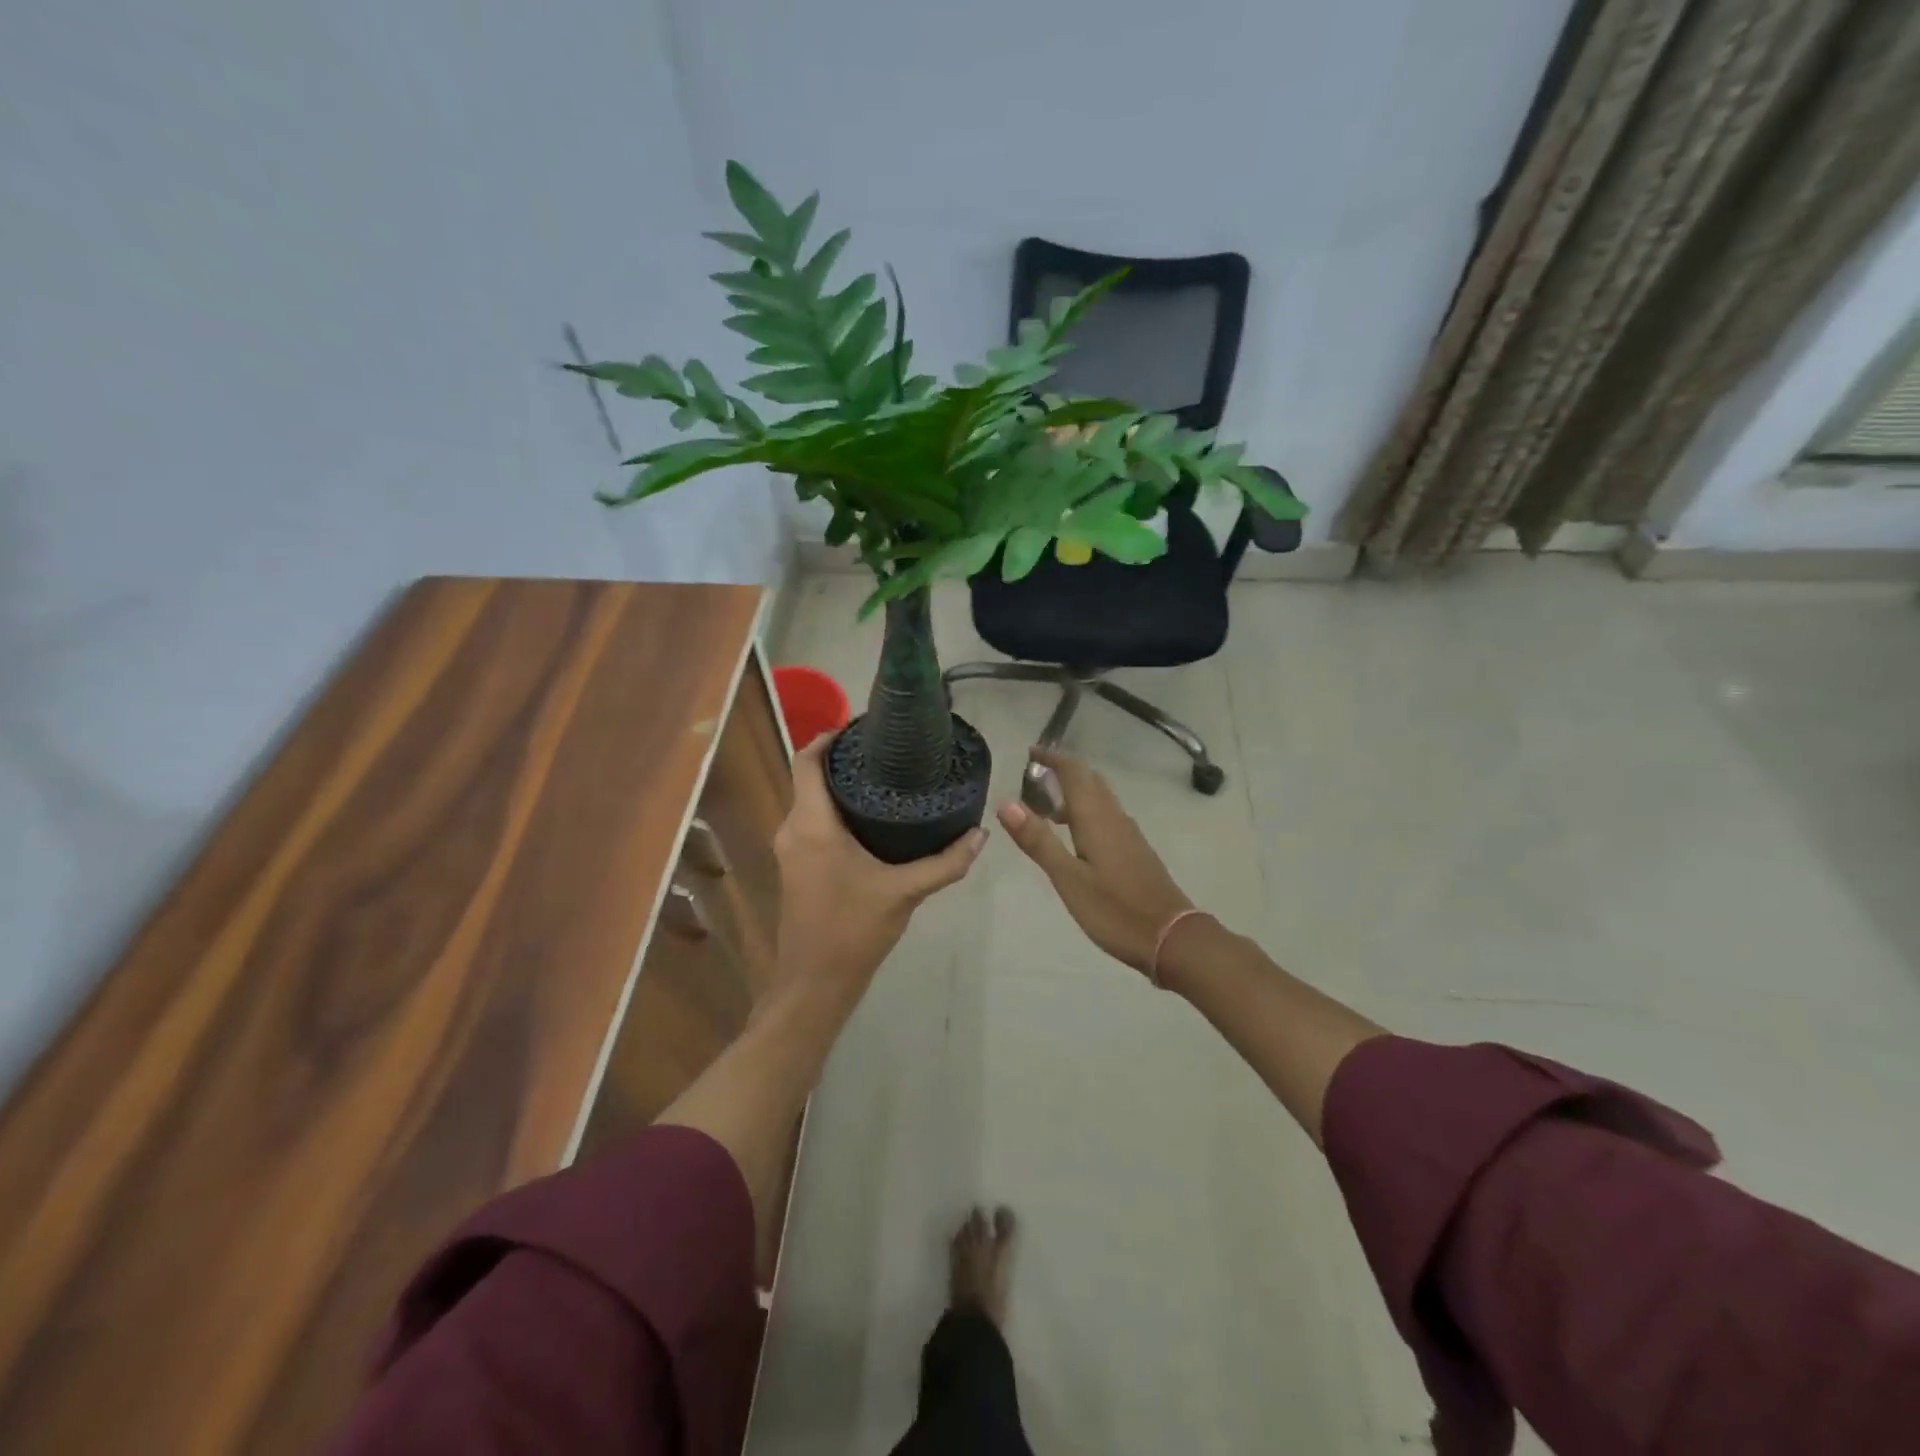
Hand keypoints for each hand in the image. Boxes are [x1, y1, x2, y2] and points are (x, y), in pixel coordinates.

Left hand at [773, 737, 986, 1004]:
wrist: (814, 984)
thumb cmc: (854, 930)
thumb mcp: (905, 892)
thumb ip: (945, 862)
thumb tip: (980, 834)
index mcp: (812, 825)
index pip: (807, 761)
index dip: (829, 737)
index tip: (863, 726)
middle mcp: (792, 828)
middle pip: (808, 777)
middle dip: (842, 759)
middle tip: (887, 751)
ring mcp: (789, 848)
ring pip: (810, 800)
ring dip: (838, 785)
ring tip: (884, 777)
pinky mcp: (794, 864)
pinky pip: (810, 821)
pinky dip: (833, 809)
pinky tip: (869, 816)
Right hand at [996, 748, 1193, 974]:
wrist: (1172, 938)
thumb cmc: (1114, 909)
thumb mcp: (1068, 878)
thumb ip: (1038, 840)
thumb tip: (1006, 802)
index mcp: (1096, 818)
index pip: (1073, 772)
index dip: (1052, 758)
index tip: (1029, 752)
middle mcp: (1115, 818)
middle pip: (1090, 780)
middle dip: (1063, 771)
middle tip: (1034, 776)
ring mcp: (1129, 835)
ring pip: (1100, 799)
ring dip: (1074, 792)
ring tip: (1046, 807)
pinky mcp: (1136, 852)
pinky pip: (1107, 817)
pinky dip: (1087, 812)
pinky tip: (1076, 836)